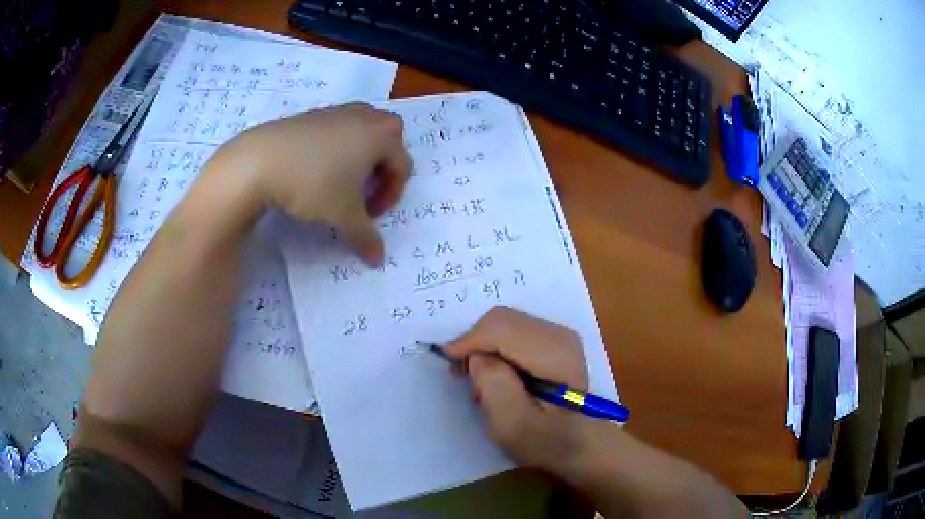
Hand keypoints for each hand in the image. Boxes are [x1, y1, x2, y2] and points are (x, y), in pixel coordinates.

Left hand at [211, 103, 410, 264]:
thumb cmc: (313, 184)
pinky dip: (335, 148)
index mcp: (381, 135)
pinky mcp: (310, 114)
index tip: (370, 216)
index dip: (391, 196)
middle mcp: (363, 116)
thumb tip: (378, 259)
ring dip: (359, 157)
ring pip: (361, 132)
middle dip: (381, 168)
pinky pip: (336, 130)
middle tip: (362, 191)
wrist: (259, 160)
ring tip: (339, 181)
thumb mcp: (343, 216)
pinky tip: (313, 169)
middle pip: (388, 140)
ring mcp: (335, 112)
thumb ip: (366, 237)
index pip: (402, 166)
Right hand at [444, 307, 597, 474]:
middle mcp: (559, 335)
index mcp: (557, 354)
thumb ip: (494, 386)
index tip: (449, 365)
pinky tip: (495, 376)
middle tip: (462, 376)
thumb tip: (477, 356)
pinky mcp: (552, 342)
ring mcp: (557, 336)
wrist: (580, 444)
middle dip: (475, 344)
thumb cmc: (547, 442)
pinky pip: (511, 332)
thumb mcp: (514, 426)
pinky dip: (494, 349)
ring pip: (503, 324)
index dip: (469, 341)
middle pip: (501, 320)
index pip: (502, 328)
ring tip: (480, 383)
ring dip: (483, 348)